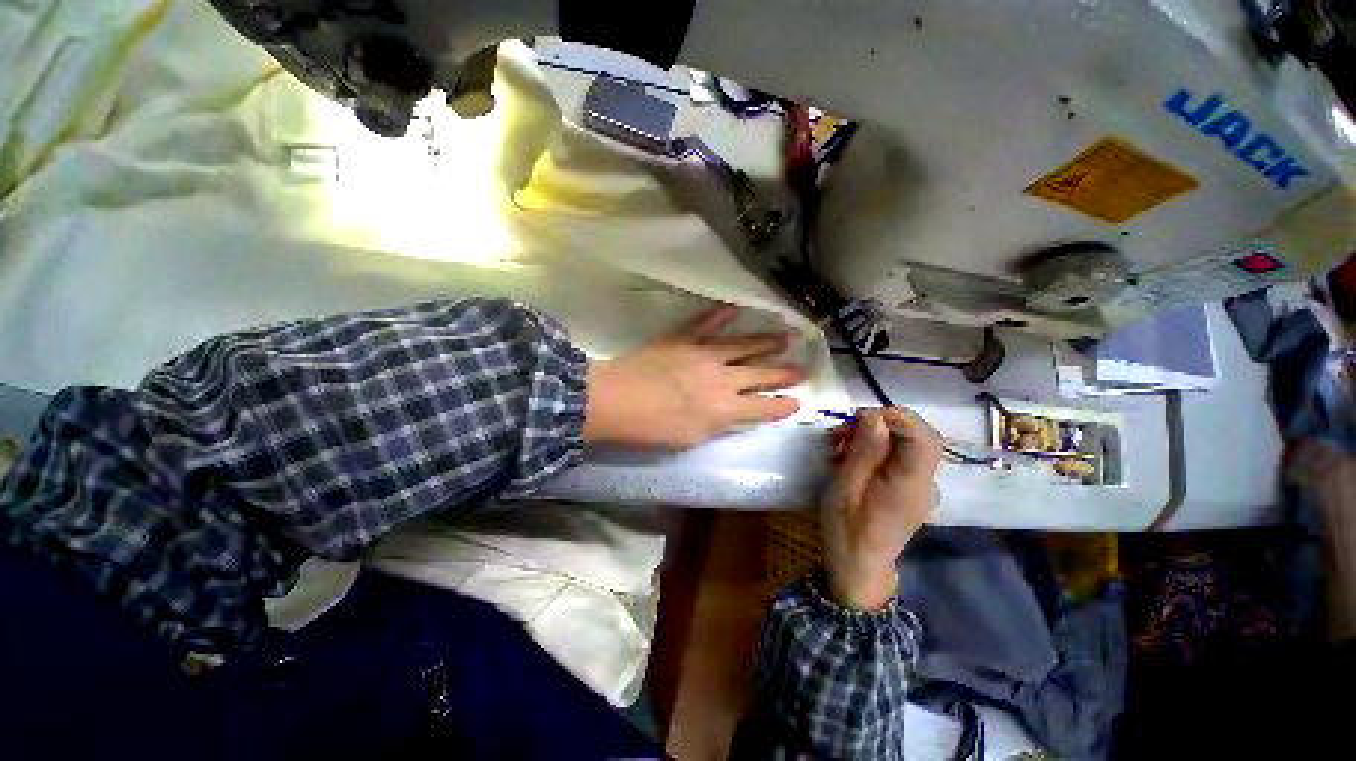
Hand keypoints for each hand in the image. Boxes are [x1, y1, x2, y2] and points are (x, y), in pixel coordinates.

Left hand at [583, 305, 804, 448]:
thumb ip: (713, 426)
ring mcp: (702, 354)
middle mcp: (720, 379)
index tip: (797, 402)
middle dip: (784, 373)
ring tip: (785, 337)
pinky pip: (706, 323)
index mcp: (722, 410)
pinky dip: (721, 314)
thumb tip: (728, 415)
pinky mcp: (682, 338)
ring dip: (765, 342)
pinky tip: (736, 308)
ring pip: (742, 346)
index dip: (781, 406)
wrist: (611, 400)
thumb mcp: (686, 440)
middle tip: (804, 369)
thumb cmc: (647, 429)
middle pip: (760, 375)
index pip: (762, 408)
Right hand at [821, 408, 941, 610]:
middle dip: (881, 423)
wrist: (859, 566)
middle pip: (918, 437)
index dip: (896, 417)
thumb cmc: (846, 528)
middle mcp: (925, 483)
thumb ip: (865, 451)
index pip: (922, 438)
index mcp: (910, 484)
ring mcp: (922, 487)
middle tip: (844, 429)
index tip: (860, 416)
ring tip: (840, 444)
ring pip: (908, 445)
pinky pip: (901, 458)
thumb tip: (875, 416)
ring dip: (875, 435)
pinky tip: (852, 457)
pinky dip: (878, 449)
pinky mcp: (912, 490)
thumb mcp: (845, 487)